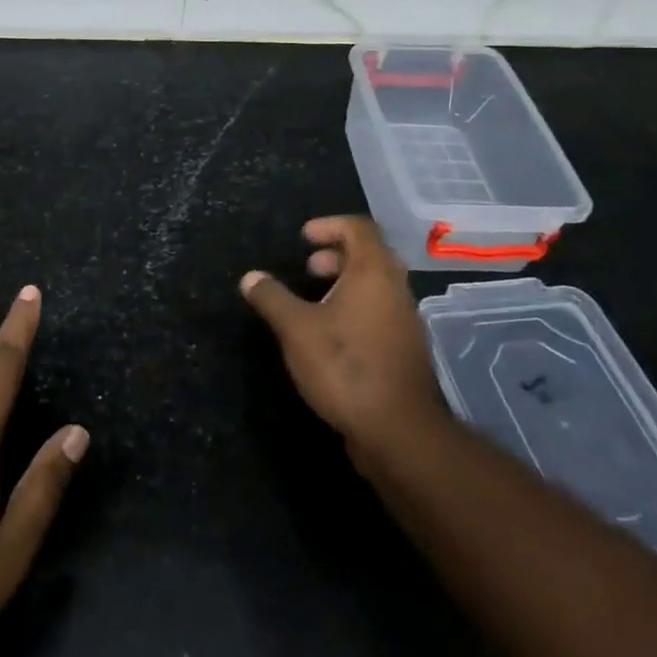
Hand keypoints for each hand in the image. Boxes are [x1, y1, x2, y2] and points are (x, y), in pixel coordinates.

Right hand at [241, 217, 446, 461]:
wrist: (397, 431)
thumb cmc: (344, 366)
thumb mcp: (295, 329)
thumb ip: (272, 298)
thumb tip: (250, 277)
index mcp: (373, 273)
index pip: (360, 228)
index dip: (330, 225)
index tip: (304, 239)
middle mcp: (396, 289)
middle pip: (371, 254)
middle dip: (336, 254)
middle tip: (308, 268)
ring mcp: (406, 321)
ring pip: (378, 285)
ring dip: (346, 283)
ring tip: (314, 301)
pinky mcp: (406, 350)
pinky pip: (382, 312)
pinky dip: (357, 308)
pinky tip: (332, 334)